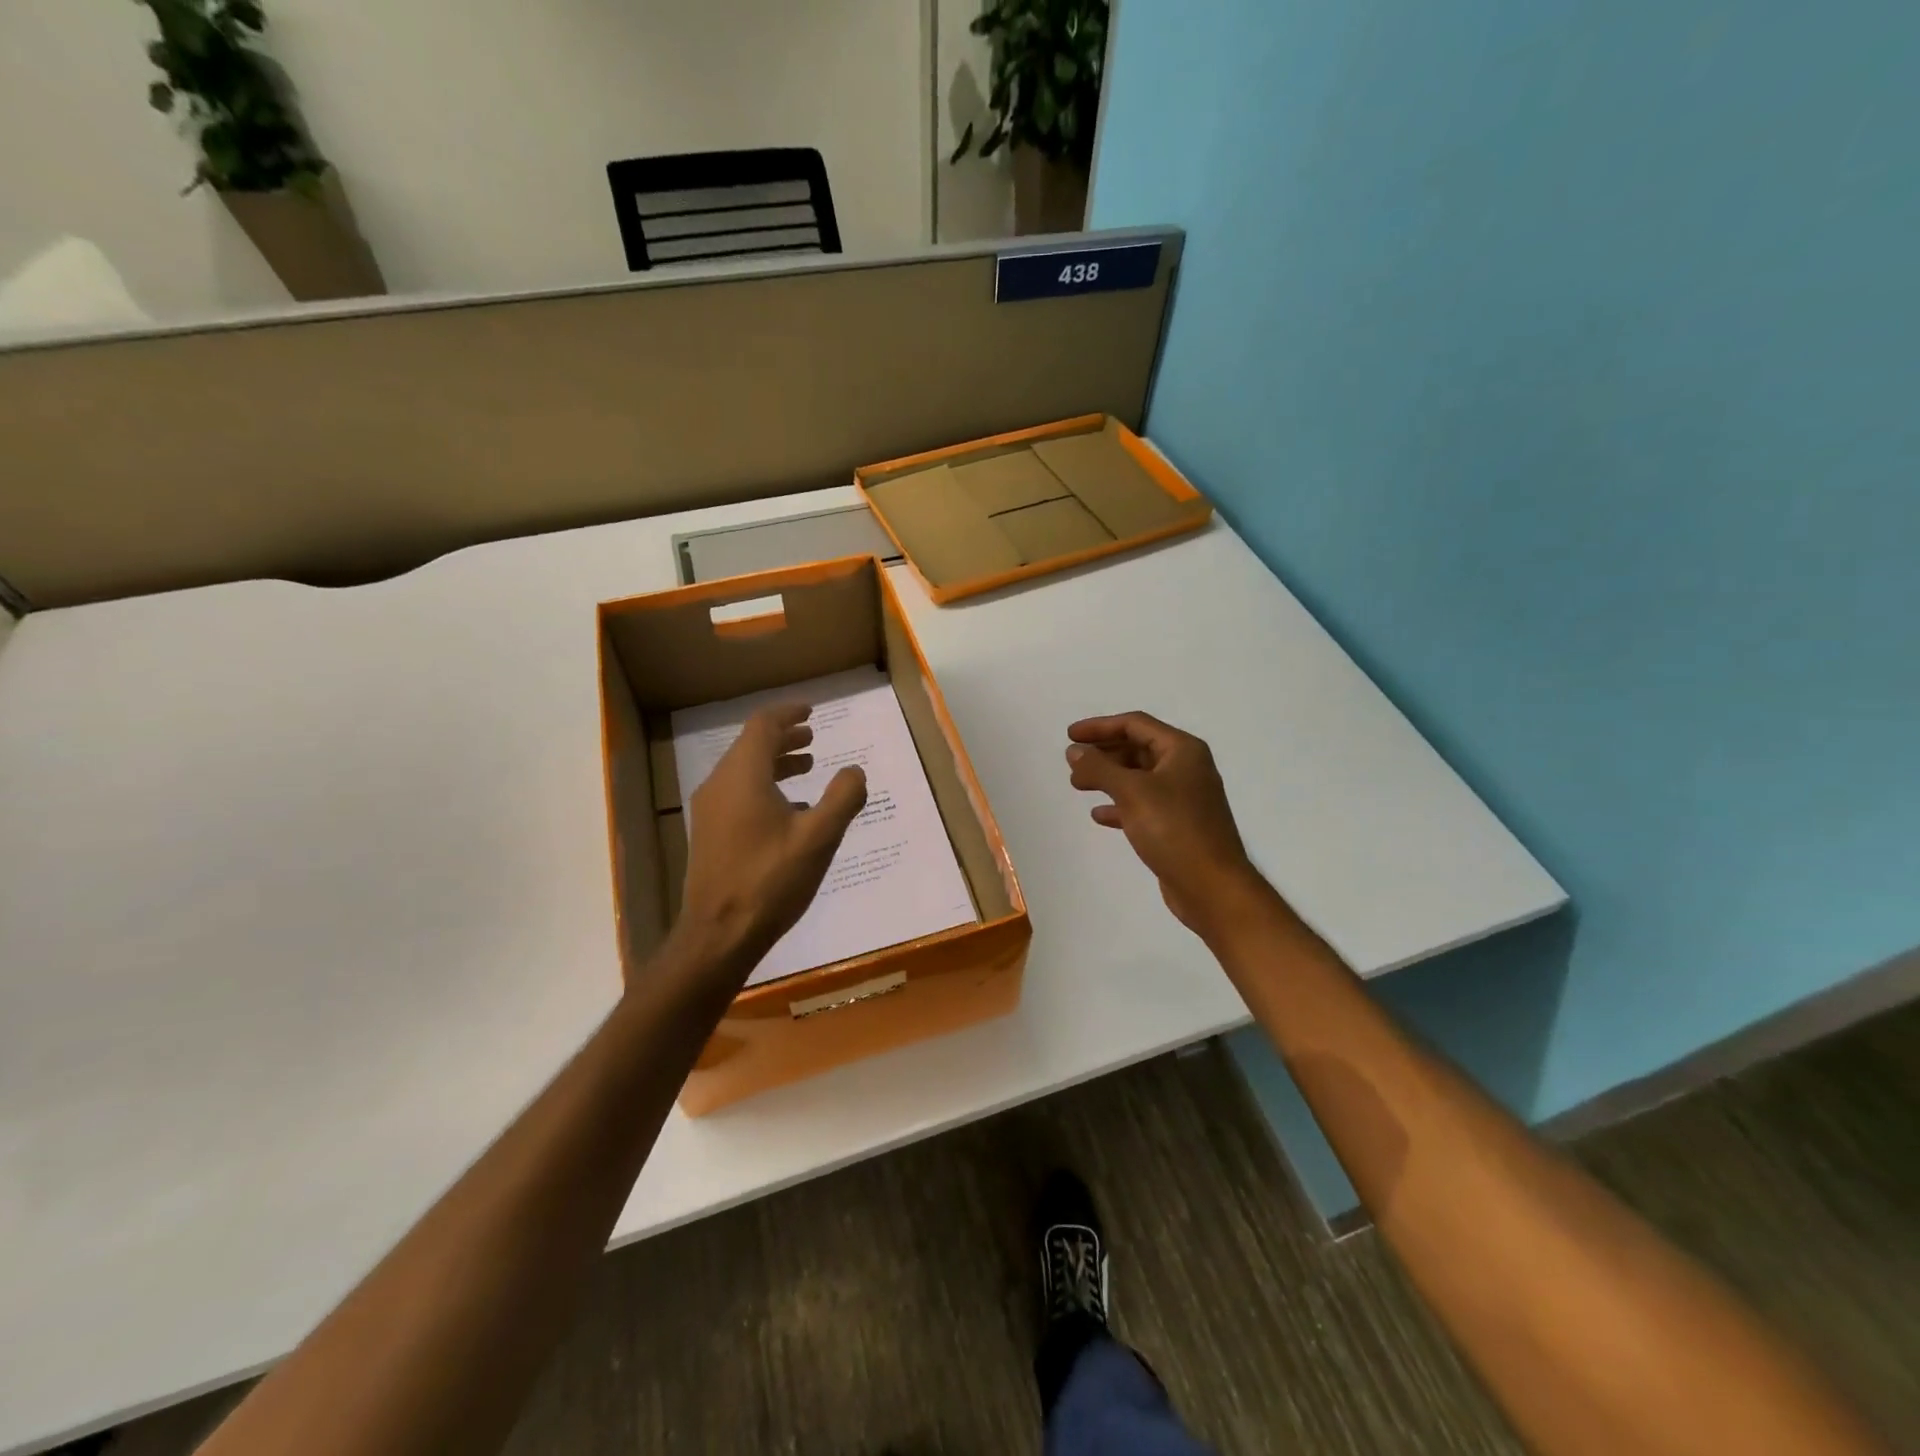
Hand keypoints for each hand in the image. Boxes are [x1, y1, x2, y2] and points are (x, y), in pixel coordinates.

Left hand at [675, 704, 866, 978]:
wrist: (718, 935)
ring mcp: (709, 811)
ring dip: (775, 763)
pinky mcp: (709, 834)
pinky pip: (737, 794)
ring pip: (743, 771)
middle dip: (784, 738)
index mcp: (743, 776)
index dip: (789, 713)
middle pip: (751, 746)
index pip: (763, 726)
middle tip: (812, 737)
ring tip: (806, 768)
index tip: (811, 710)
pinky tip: (789, 810)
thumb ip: (843, 798)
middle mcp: (720, 785)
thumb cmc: (770, 880)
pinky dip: (764, 787)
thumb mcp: (819, 837)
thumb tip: (854, 771)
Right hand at [1065, 712, 1268, 938]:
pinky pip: (1143, 805)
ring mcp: (1184, 798)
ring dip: (1108, 778)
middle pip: (1137, 748)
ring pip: (1138, 778)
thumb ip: (1099, 768)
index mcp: (1182, 750)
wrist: (1212, 887)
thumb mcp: (1132, 792)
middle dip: (1103, 753)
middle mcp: (1186, 768)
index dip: (1100, 726)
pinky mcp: (1178, 826)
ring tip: (1078, 785)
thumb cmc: (1174, 829)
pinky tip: (1099, 815)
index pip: (1135, 724)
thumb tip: (1074, 751)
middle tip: (1072, 762)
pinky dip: (1120, 805)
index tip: (1070, 736)